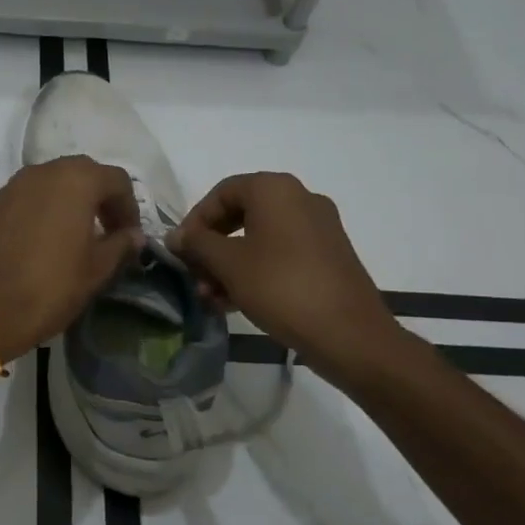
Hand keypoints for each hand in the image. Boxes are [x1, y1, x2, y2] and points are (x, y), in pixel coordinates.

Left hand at [0, 157, 145, 361]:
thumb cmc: (52, 286)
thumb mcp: (97, 269)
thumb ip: (121, 245)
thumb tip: (134, 235)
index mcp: (77, 180)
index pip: (117, 180)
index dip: (129, 207)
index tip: (130, 237)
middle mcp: (45, 171)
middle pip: (85, 174)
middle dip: (101, 198)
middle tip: (109, 232)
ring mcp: (16, 184)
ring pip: (56, 181)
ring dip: (73, 200)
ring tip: (80, 234)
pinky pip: (32, 194)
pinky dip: (47, 206)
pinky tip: (50, 237)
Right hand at [167, 172, 408, 386]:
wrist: (349, 334)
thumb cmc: (281, 288)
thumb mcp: (229, 264)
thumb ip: (197, 244)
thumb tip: (175, 236)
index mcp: (275, 190)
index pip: (221, 193)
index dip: (195, 220)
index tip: (180, 251)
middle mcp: (300, 199)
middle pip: (240, 215)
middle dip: (211, 247)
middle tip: (194, 276)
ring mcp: (318, 228)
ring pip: (259, 238)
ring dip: (229, 264)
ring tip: (212, 298)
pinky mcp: (328, 256)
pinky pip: (280, 254)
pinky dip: (255, 271)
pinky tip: (236, 302)